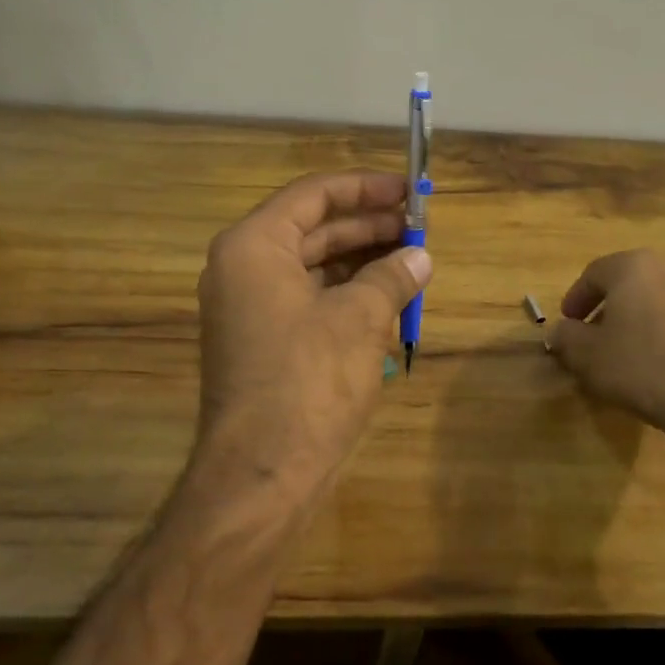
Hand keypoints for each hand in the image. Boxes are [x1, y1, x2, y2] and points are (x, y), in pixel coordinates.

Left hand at [193, 170, 431, 505]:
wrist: (263, 476)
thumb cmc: (309, 380)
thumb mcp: (360, 318)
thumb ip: (392, 276)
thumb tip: (420, 257)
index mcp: (254, 247)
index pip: (313, 195)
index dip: (365, 188)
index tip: (407, 191)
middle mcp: (244, 269)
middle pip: (314, 229)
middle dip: (369, 227)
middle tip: (419, 228)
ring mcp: (251, 308)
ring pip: (315, 266)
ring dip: (363, 262)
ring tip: (413, 262)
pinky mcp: (264, 342)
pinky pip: (310, 300)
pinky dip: (348, 295)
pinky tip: (390, 300)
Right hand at [546, 250, 664, 461]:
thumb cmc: (640, 366)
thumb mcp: (587, 355)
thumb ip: (566, 338)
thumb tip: (559, 331)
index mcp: (633, 267)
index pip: (594, 274)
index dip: (575, 299)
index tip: (567, 324)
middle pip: (628, 285)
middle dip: (608, 310)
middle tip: (594, 338)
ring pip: (657, 303)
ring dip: (638, 323)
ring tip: (626, 355)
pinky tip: (658, 368)